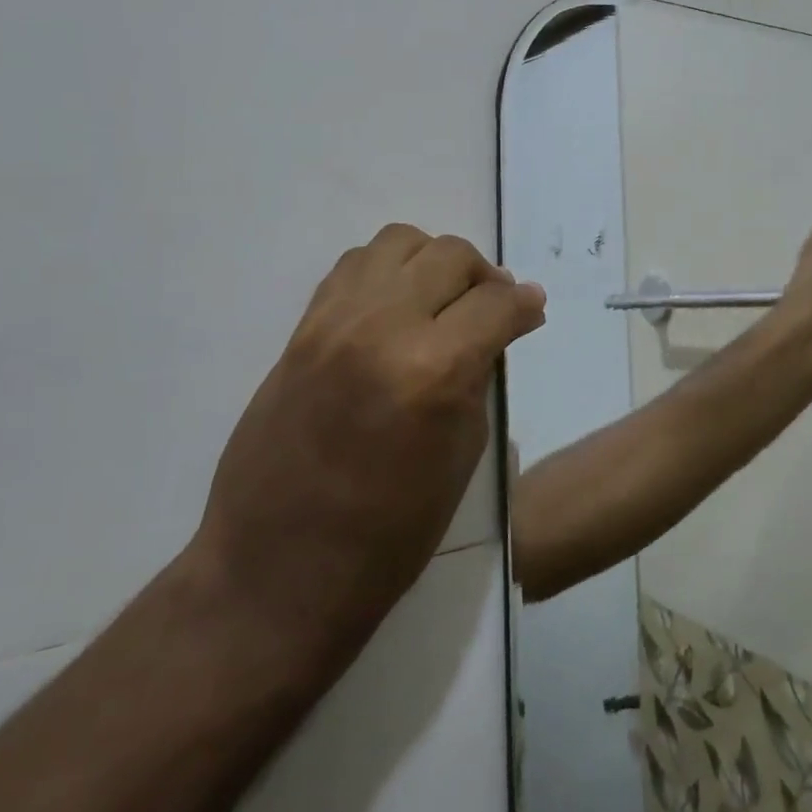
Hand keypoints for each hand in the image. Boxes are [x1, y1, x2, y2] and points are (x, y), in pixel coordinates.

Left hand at [191, 224, 545, 658]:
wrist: (279, 568)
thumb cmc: (391, 533)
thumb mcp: (463, 453)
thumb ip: (480, 376)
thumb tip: (495, 330)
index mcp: (434, 371)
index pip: (497, 303)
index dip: (525, 304)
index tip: (532, 312)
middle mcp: (383, 329)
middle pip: (450, 256)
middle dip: (485, 277)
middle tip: (491, 308)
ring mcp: (333, 324)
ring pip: (398, 242)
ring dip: (433, 262)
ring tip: (441, 298)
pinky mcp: (301, 330)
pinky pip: (353, 267)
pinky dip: (387, 272)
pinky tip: (396, 307)